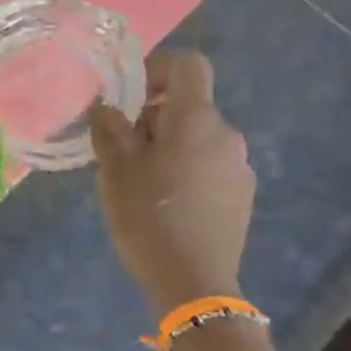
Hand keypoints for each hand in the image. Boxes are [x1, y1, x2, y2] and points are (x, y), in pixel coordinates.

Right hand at [90, 50, 254, 318]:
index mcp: (195, 120)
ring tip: (142, 180)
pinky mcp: (242, 195)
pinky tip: (167, 202)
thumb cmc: (147, 216)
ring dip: (170, 145)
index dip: (159, 68)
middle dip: (154, 117)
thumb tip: (108, 108)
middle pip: (189, 106)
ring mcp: (239, 167)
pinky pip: (210, 164)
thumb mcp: (114, 168)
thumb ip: (109, 128)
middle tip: (123, 148)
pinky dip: (187, 169)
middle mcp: (226, 135)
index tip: (131, 96)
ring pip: (198, 137)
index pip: (189, 66)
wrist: (194, 283)